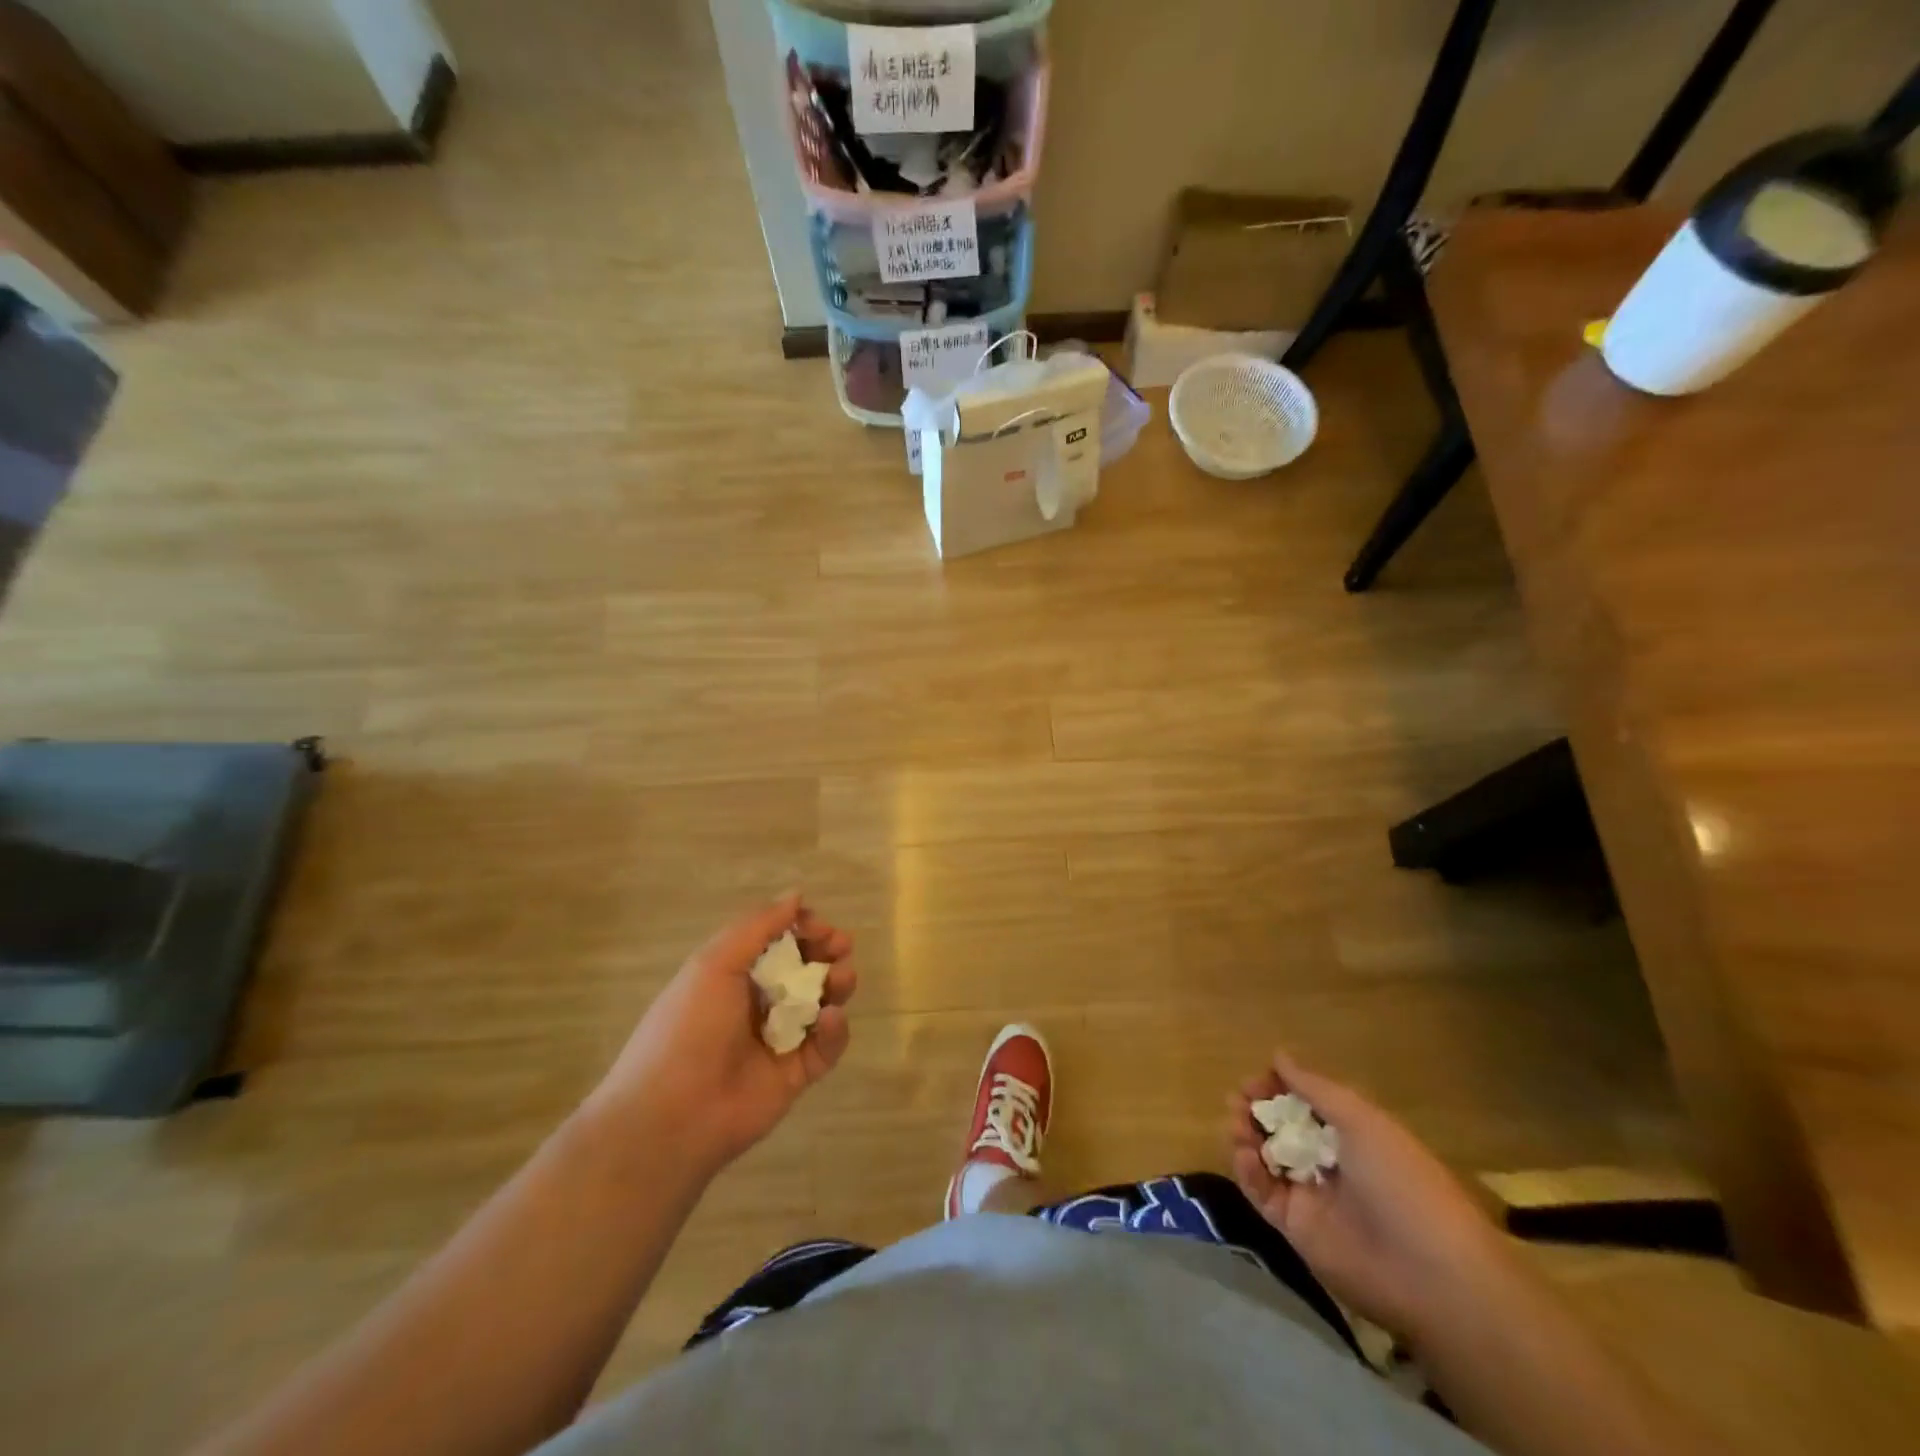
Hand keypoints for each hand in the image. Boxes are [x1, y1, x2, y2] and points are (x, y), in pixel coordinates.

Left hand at [594, 894, 855, 1179]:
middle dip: (826, 951)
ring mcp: (779, 1039)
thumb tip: (796, 894)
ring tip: (841, 978)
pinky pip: (825, 1046)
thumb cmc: (687, 1028)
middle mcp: (758, 1002)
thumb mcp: (715, 964)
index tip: (818, 925)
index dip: (802, 928)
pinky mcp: (796, 1074)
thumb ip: (759, 926)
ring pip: (822, 1003)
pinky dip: (834, 1030)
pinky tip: (830, 1018)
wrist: (670, 1116)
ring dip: (836, 984)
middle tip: (841, 946)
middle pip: (805, 968)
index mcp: (733, 974)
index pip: (778, 941)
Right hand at [1227, 1052, 1509, 1343]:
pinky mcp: (1295, 1227)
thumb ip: (1315, 1088)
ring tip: (1236, 1125)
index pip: (1304, 1102)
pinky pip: (1261, 1192)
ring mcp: (1311, 1195)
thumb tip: (1278, 1055)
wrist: (1430, 1275)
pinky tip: (1245, 1155)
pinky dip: (1247, 1171)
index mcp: (1353, 1134)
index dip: (1278, 1087)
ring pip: (1265, 1156)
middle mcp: (1329, 1160)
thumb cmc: (1401, 1182)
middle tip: (1238, 1100)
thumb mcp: (1361, 1121)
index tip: (1255, 1080)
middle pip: (1280, 1127)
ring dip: (1245, 1135)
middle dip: (1255, 1109)